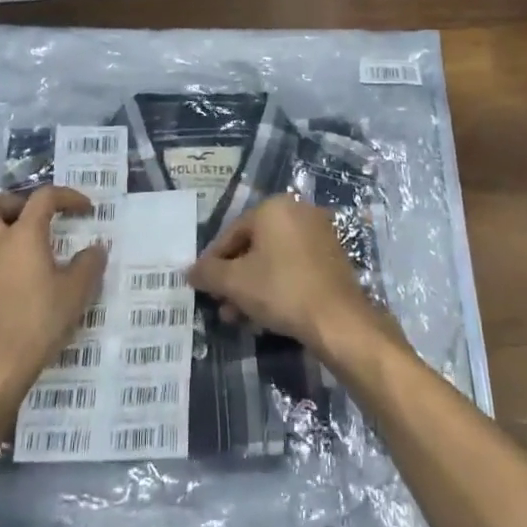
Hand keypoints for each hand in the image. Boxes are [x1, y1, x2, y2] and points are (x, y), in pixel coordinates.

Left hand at [0, 187, 107, 424]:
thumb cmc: (37, 324)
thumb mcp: (76, 294)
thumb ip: (89, 265)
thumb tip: (96, 249)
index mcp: (23, 235)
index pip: (44, 197)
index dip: (67, 196)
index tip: (84, 209)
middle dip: (11, 203)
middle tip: (31, 220)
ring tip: (7, 244)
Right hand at [186, 196, 390, 362]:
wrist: (338, 319)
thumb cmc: (281, 290)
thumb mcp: (235, 282)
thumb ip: (208, 273)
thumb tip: (188, 271)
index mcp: (273, 207)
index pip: (231, 233)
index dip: (213, 262)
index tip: (202, 286)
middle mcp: (298, 212)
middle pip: (253, 246)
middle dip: (234, 278)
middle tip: (221, 305)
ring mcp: (319, 233)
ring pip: (273, 259)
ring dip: (252, 286)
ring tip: (239, 317)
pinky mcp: (332, 257)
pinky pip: (294, 267)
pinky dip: (277, 286)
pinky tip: (265, 315)